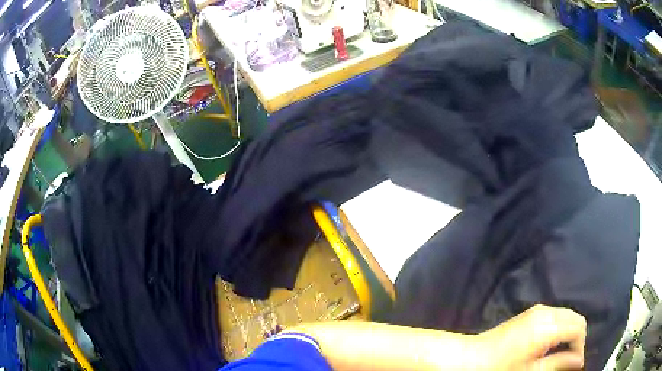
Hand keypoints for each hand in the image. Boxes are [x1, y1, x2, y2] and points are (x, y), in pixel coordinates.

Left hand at [477, 304, 586, 370]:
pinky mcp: (529, 313)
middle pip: (574, 318)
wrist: (468, 358)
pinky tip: (550, 345)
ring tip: (560, 354)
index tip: (573, 364)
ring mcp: (536, 310)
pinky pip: (555, 316)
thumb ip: (558, 364)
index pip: (578, 328)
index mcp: (547, 326)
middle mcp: (545, 312)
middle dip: (576, 338)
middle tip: (568, 360)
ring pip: (566, 316)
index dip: (580, 347)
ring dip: (568, 332)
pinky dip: (559, 328)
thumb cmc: (499, 368)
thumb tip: (579, 362)